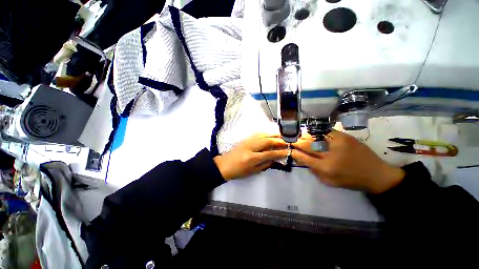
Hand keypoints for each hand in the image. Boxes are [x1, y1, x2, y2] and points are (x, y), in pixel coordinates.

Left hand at [214, 133, 288, 180]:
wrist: (225, 165)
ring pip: (263, 135)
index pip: (269, 153)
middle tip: (288, 141)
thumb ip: (265, 164)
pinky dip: (266, 133)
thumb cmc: (239, 171)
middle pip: (267, 141)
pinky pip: (257, 134)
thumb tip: (275, 159)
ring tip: (282, 135)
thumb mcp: (253, 171)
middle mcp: (250, 147)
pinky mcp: (245, 139)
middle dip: (279, 140)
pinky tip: (271, 133)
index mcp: (252, 158)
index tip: (288, 151)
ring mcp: (247, 141)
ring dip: (273, 135)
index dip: (280, 152)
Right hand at [292, 131, 404, 192]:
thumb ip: (313, 171)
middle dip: (296, 142)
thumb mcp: (329, 182)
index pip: (303, 157)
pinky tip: (311, 133)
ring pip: (314, 137)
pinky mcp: (344, 136)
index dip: (293, 152)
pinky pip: (325, 132)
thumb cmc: (350, 181)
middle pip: (306, 145)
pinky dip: (316, 132)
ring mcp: (338, 143)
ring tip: (298, 136)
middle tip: (289, 140)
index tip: (288, 149)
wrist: (376, 174)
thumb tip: (301, 159)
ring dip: (303, 136)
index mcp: (325, 168)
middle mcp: (330, 155)